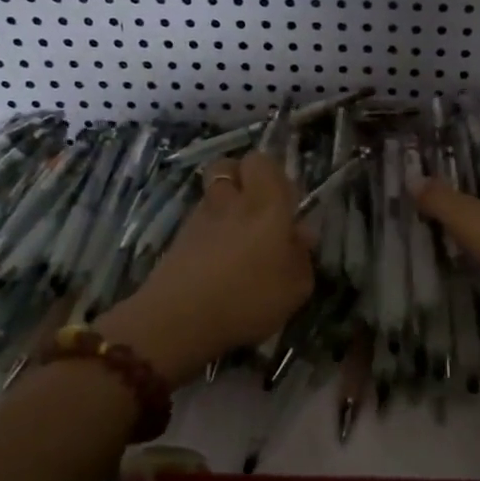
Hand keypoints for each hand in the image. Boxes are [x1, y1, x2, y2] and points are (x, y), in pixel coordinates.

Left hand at [100, 151, 313, 383]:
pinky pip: (198, 221)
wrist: (179, 319)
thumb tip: (300, 234)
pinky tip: (216, 261)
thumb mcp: (296, 287)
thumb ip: (302, 255)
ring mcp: (199, 217)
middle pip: (228, 166)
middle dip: (241, 178)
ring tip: (236, 238)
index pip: (262, 161)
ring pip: (212, 193)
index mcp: (266, 203)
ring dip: (224, 205)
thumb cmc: (249, 298)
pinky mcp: (178, 239)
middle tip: (257, 208)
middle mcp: (231, 200)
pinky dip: (208, 231)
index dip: (272, 174)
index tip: (284, 202)